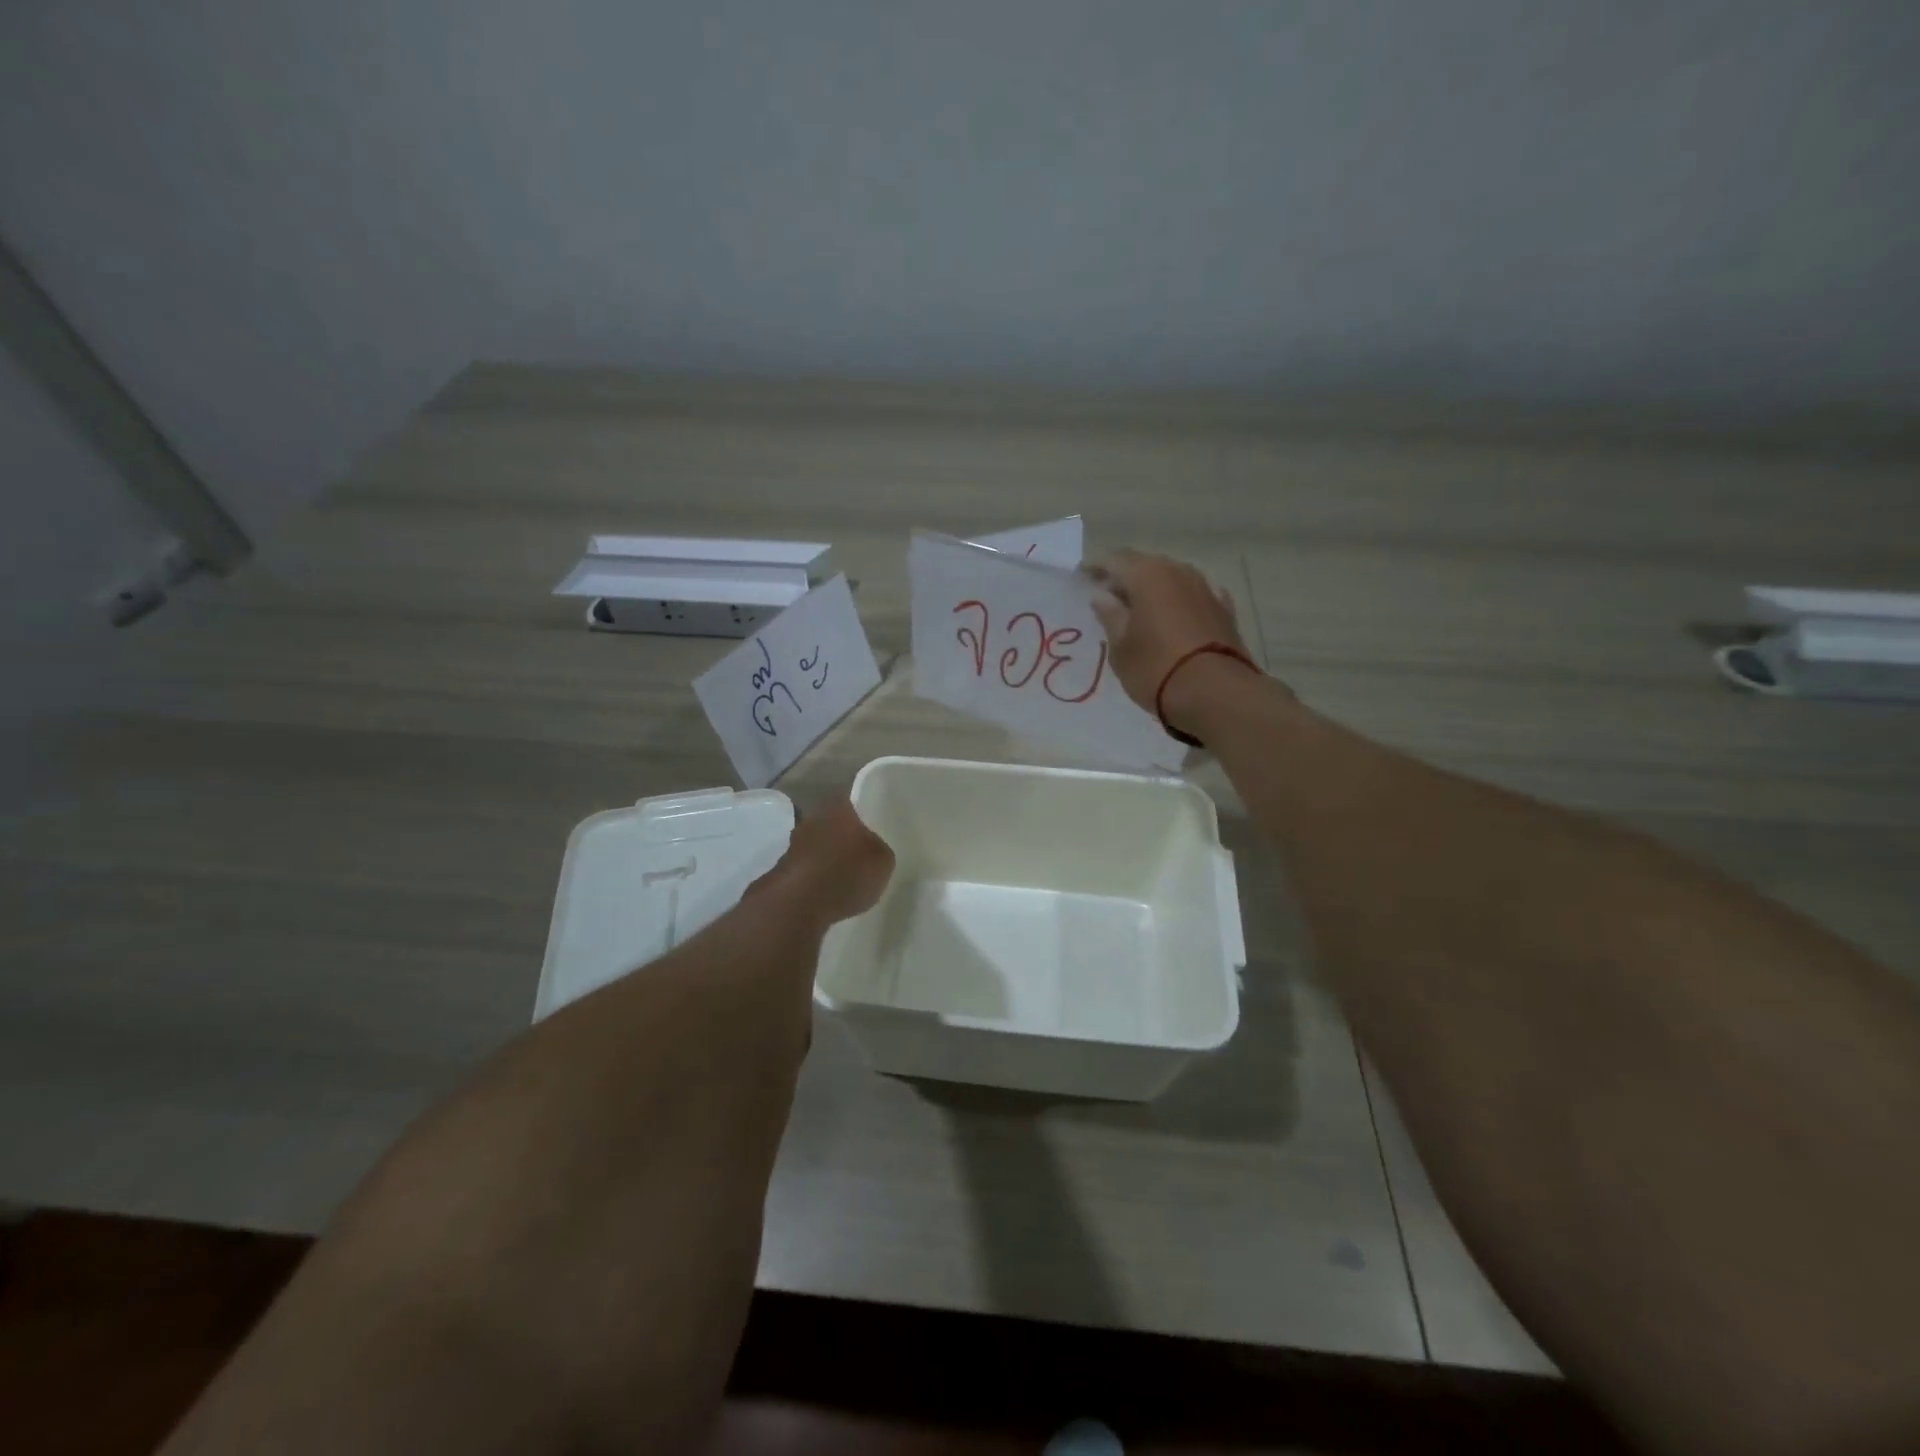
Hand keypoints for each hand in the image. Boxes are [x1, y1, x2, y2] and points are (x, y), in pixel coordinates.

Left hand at [751, 797, 894, 927]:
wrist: (797, 904)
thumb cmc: (846, 872)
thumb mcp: (883, 861)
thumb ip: (880, 849)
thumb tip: (873, 849)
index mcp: (839, 807)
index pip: (855, 800)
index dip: (866, 812)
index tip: (876, 824)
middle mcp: (813, 819)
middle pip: (835, 824)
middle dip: (847, 837)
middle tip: (864, 853)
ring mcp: (794, 844)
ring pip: (819, 846)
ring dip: (830, 858)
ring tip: (848, 878)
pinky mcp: (783, 871)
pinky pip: (808, 869)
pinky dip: (818, 879)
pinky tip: (829, 894)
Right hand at [1088, 550, 1264, 733]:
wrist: (1216, 694)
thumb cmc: (1156, 668)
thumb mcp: (1121, 647)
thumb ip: (1110, 616)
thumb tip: (1102, 595)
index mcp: (1148, 576)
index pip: (1115, 559)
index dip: (1096, 567)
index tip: (1081, 577)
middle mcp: (1178, 572)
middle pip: (1146, 565)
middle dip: (1125, 577)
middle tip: (1107, 596)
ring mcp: (1206, 588)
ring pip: (1172, 578)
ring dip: (1153, 588)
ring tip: (1137, 608)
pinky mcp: (1224, 609)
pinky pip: (1194, 595)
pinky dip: (1178, 601)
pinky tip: (1173, 613)